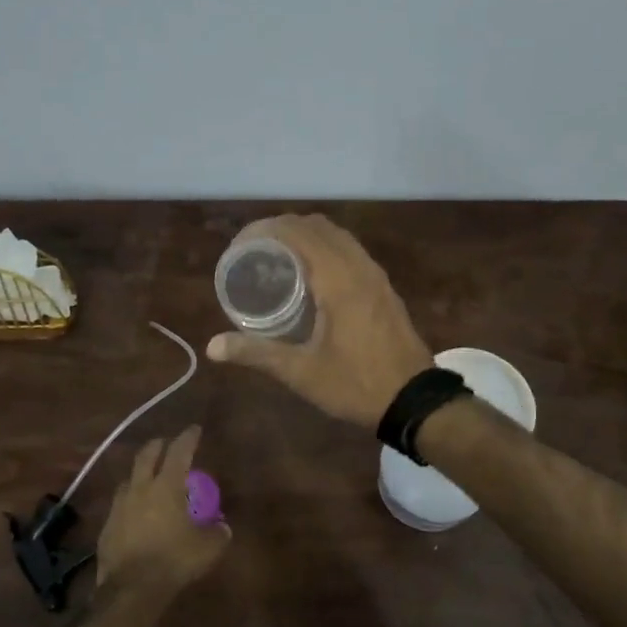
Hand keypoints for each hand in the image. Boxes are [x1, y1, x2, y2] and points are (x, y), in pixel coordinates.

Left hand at [95, 425, 227, 594]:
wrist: (131, 589)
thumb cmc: (174, 560)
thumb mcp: (207, 548)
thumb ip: (217, 533)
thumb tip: (222, 526)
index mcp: (167, 486)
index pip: (179, 451)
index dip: (188, 438)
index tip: (194, 429)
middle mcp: (141, 488)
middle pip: (147, 455)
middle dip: (158, 445)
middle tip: (167, 443)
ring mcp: (119, 506)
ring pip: (129, 478)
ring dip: (141, 473)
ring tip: (149, 478)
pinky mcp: (107, 525)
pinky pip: (120, 504)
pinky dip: (131, 501)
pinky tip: (136, 512)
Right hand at [206, 215, 432, 428]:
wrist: (413, 400)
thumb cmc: (356, 385)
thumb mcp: (302, 372)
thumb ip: (257, 353)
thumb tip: (212, 346)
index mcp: (338, 279)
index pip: (297, 232)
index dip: (264, 230)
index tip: (239, 247)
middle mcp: (358, 266)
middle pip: (317, 225)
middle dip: (281, 229)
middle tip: (252, 251)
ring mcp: (375, 274)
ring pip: (337, 235)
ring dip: (305, 235)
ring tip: (276, 258)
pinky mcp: (383, 286)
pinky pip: (350, 250)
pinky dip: (325, 247)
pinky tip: (309, 275)